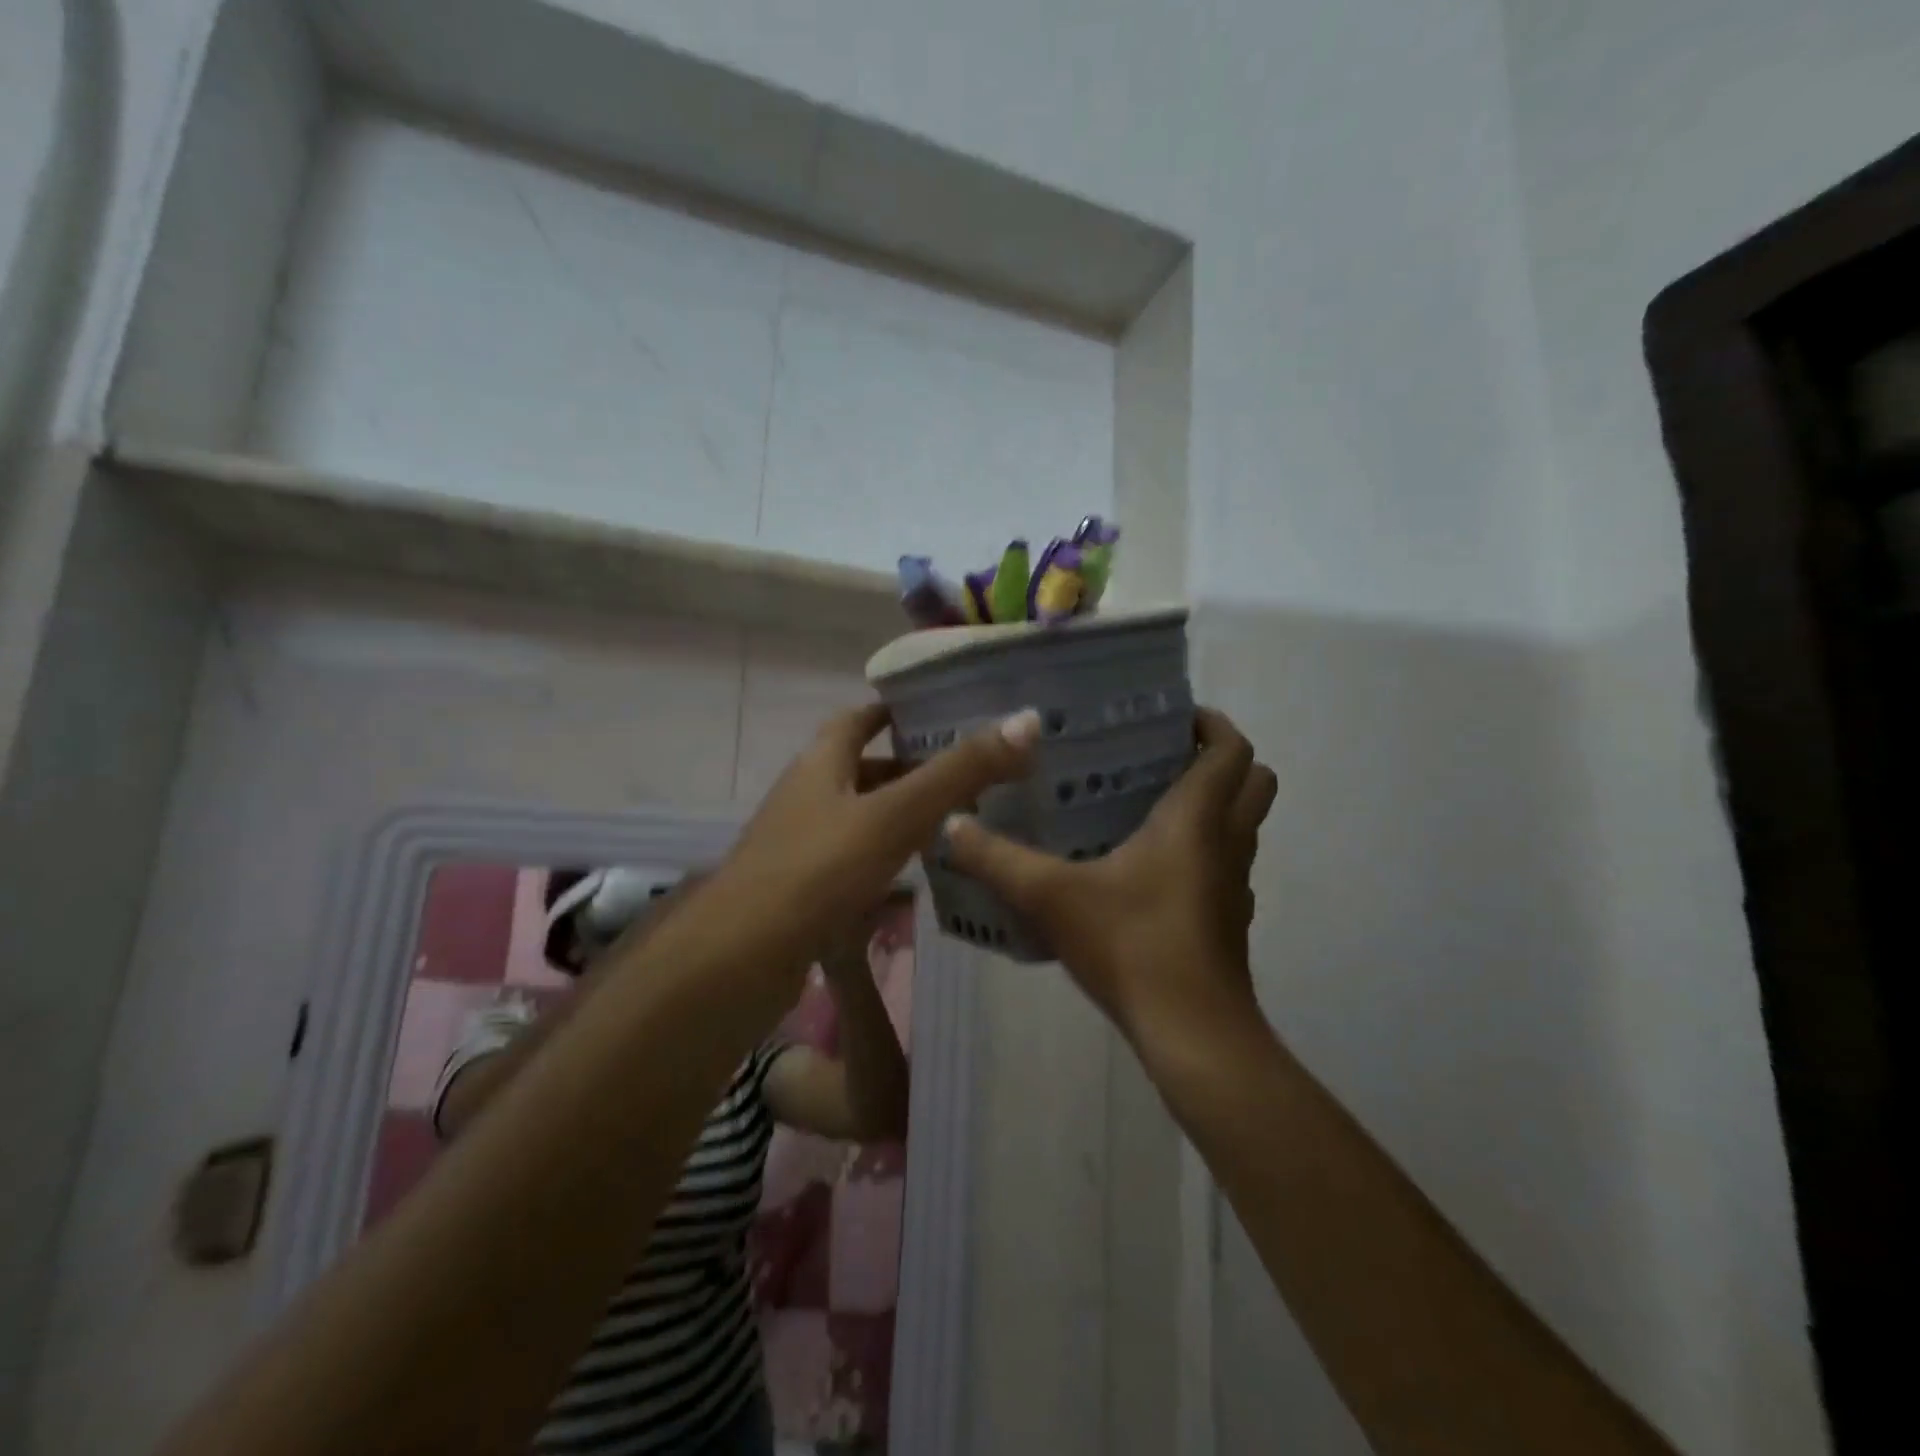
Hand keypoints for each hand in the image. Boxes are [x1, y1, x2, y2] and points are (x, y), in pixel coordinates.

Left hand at [705, 702, 1041, 975]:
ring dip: (897, 816)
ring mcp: (799, 847)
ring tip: (952, 822)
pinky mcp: (802, 891)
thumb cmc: (819, 870)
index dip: (891, 712)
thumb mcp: (896, 814)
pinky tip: (915, 878)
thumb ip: (959, 772)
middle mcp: (805, 797)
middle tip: (964, 773)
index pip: (856, 721)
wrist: (741, 959)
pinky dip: (884, 860)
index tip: (934, 711)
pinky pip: (851, 863)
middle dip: (906, 768)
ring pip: (857, 819)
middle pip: (859, 771)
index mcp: (819, 765)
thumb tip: (1025, 721)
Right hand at [945, 707, 1277, 1065]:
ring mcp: (1234, 884)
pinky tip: (1148, 869)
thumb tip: (951, 825)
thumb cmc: (1132, 945)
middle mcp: (1227, 841)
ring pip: (1243, 824)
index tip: (1171, 716)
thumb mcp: (1050, 896)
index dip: (1210, 722)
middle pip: (1254, 779)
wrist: (1192, 1034)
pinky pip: (1226, 864)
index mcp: (1197, 818)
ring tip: (1148, 805)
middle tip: (1162, 756)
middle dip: (1219, 758)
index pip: (1231, 747)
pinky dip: (1203, 851)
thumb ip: (996, 859)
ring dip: (1213, 804)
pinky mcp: (1229, 920)